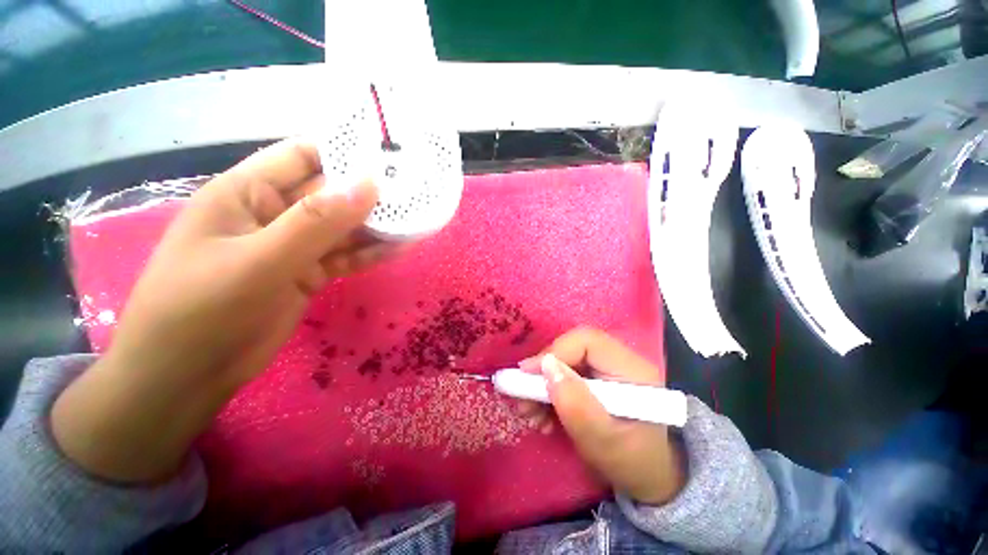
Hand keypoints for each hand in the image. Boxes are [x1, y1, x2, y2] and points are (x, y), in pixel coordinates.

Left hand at [53, 139, 391, 482]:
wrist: (187, 375)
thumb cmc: (202, 309)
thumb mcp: (259, 261)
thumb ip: (316, 222)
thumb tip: (369, 185)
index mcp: (248, 193)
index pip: (302, 156)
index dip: (344, 151)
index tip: (389, 154)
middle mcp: (274, 214)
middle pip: (331, 195)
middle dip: (372, 192)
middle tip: (417, 190)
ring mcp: (293, 247)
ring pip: (344, 229)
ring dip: (379, 226)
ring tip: (418, 219)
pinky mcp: (308, 274)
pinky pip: (346, 257)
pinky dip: (373, 253)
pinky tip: (402, 247)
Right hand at [518, 328, 685, 504]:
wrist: (645, 476)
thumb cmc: (630, 463)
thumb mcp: (602, 442)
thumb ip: (576, 405)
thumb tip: (546, 366)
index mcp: (632, 369)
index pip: (587, 341)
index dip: (555, 351)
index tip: (526, 374)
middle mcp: (619, 360)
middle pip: (572, 348)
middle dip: (544, 372)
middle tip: (523, 397)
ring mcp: (606, 367)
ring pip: (565, 361)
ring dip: (542, 385)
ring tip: (530, 414)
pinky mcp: (595, 377)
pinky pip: (564, 374)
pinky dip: (548, 392)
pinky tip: (542, 416)